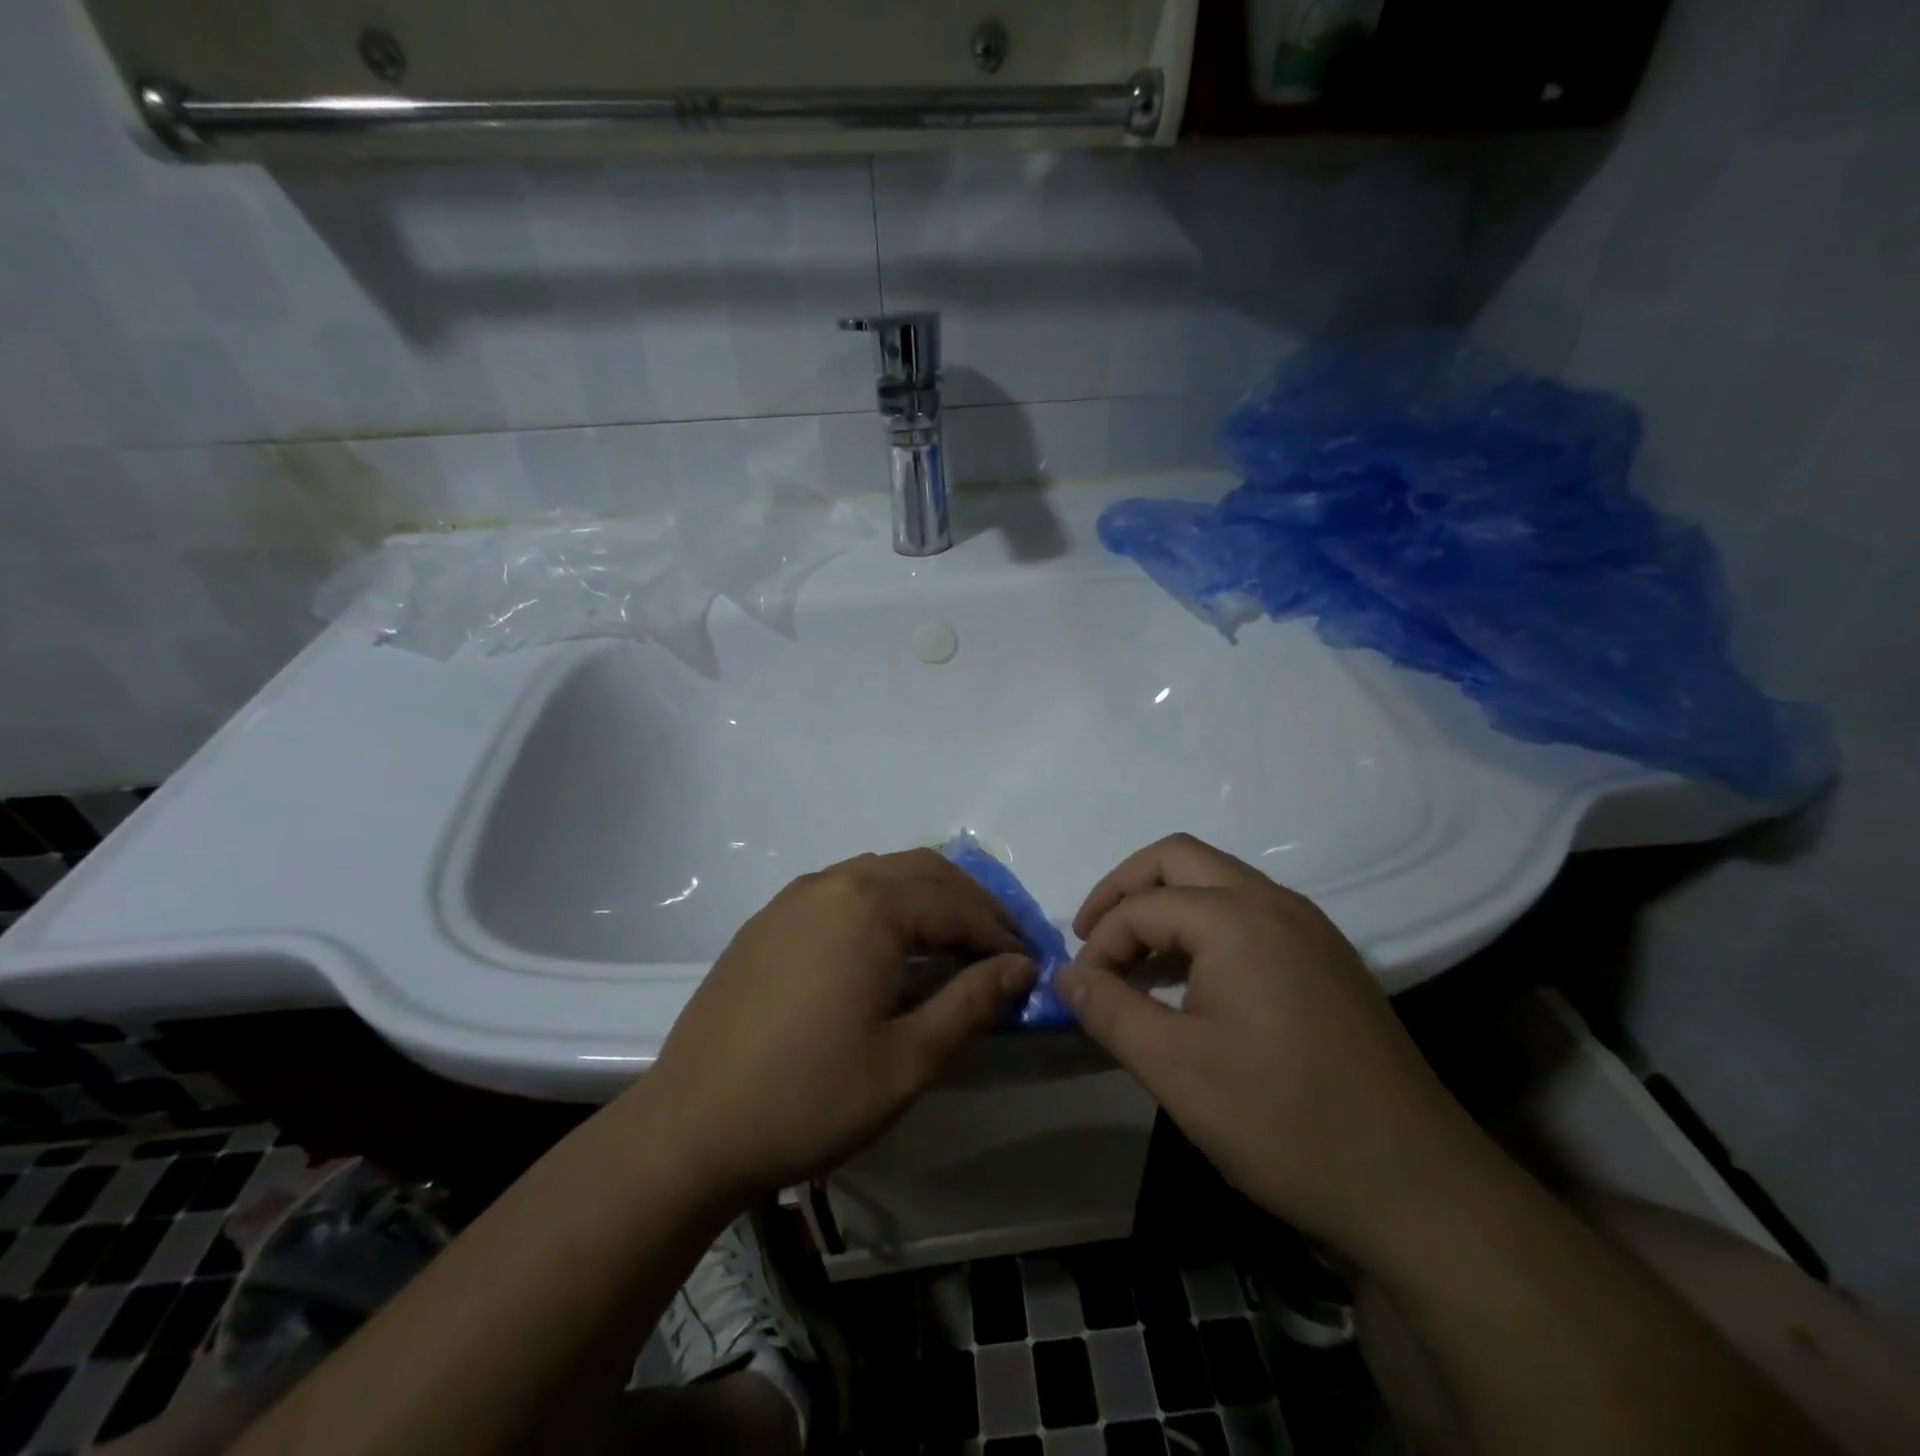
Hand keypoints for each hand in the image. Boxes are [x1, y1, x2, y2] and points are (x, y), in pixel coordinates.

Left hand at [639, 849, 1035, 1203]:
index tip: (1028, 967)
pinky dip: (884, 903)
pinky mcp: (769, 919)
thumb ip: (970, 1003)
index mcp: (870, 907)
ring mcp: (795, 897)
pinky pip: (844, 890)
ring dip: (927, 898)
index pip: (957, 904)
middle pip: (923, 872)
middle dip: (970, 903)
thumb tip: (1021, 967)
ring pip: (881, 873)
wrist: (690, 1128)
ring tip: (953, 942)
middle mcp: (833, 883)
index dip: (1000, 934)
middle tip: (1000, 947)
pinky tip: (888, 946)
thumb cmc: (809, 1098)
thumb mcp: (907, 1060)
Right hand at [1056, 834, 1493, 1258]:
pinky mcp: (1327, 959)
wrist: (1418, 1188)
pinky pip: (1249, 913)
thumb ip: (1109, 1011)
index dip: (1098, 944)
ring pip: (1217, 881)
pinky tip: (1191, 981)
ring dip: (1166, 906)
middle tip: (1093, 938)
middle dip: (1125, 890)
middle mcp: (1275, 903)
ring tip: (1134, 962)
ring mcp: (1309, 928)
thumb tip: (1065, 975)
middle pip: (1179, 859)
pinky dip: (1204, 926)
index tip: (1081, 993)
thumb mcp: (1175, 1069)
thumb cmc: (1283, 1120)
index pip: (1141, 907)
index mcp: (1237, 918)